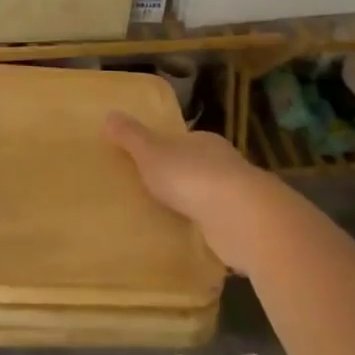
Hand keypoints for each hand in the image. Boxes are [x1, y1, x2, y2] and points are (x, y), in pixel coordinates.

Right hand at [102, 111, 279, 271]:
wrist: (241, 218)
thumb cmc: (192, 177)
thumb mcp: (152, 153)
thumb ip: (131, 137)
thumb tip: (109, 114)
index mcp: (205, 141)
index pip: (185, 141)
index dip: (167, 149)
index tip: (149, 163)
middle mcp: (225, 164)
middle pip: (199, 167)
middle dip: (181, 179)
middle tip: (153, 193)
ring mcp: (238, 196)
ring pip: (211, 197)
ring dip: (195, 206)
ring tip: (168, 219)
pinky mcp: (245, 226)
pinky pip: (219, 225)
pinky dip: (207, 230)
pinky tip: (191, 239)